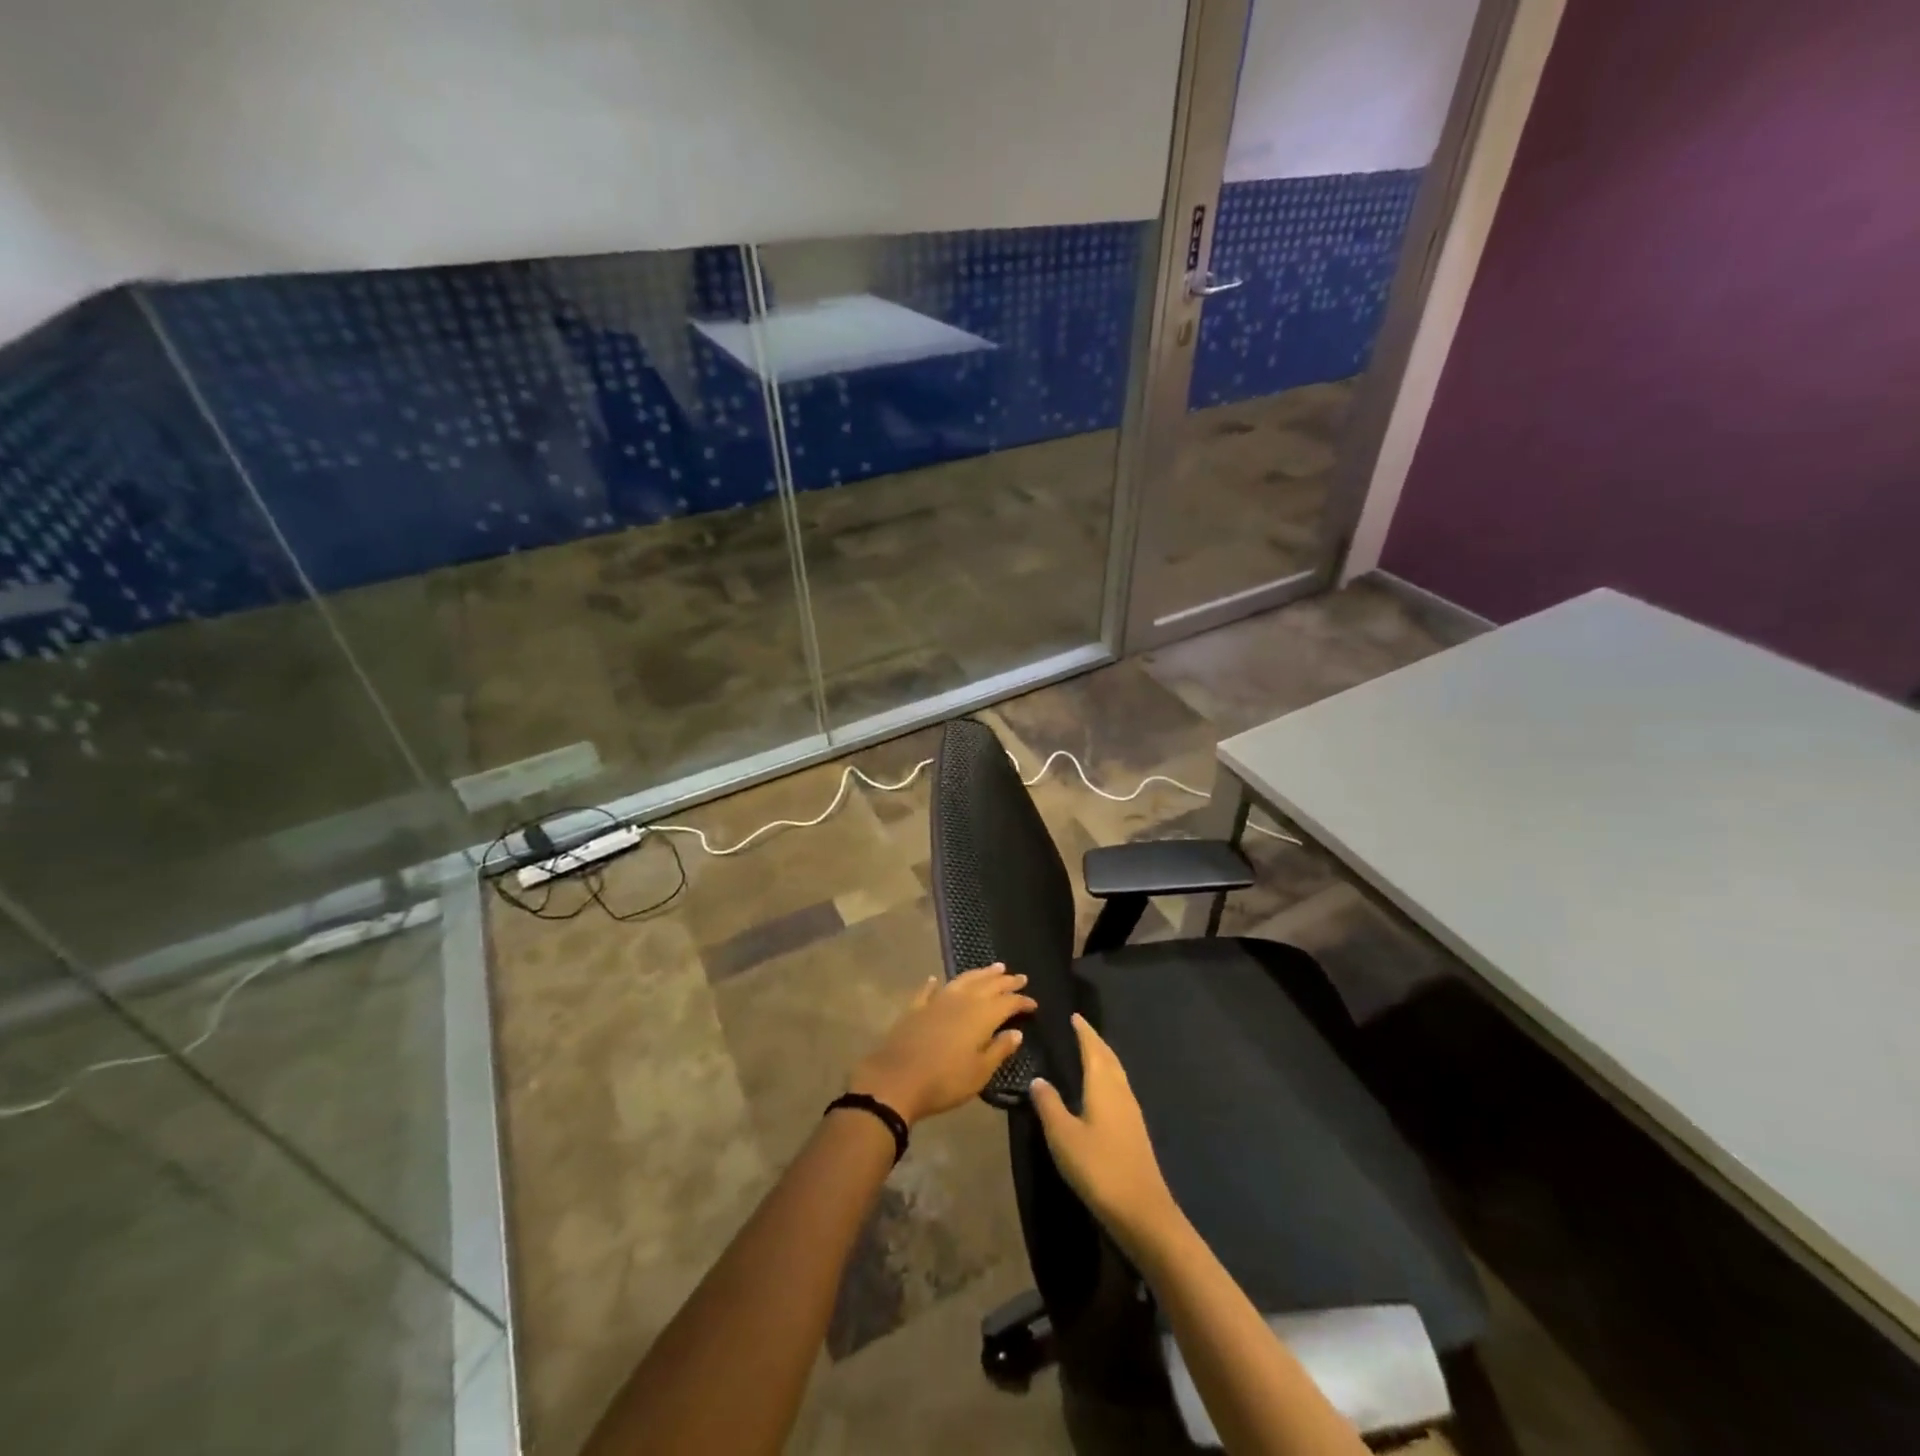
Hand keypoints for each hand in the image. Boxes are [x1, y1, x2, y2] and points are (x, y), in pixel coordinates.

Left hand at [848, 964, 1035, 1127]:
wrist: (897, 1080)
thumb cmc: (945, 1080)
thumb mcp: (980, 1072)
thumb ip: (1000, 1049)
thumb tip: (1017, 1032)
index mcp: (981, 1015)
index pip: (1007, 1002)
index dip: (1022, 1001)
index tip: (1034, 1003)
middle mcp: (961, 1000)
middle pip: (988, 985)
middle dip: (1005, 981)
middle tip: (1019, 977)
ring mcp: (937, 1001)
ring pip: (963, 980)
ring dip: (980, 973)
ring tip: (994, 967)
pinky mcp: (916, 1008)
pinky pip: (928, 991)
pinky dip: (934, 984)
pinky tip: (935, 979)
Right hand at [1029, 1013, 1181, 1254]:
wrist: (1142, 1210)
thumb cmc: (1098, 1166)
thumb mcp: (1063, 1136)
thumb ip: (1049, 1105)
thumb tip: (1038, 1079)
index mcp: (1103, 1085)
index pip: (1093, 1049)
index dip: (1084, 1032)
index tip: (1075, 1016)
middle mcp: (1121, 1091)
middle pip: (1109, 1057)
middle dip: (1095, 1041)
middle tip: (1081, 1030)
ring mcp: (1131, 1111)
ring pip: (1117, 1073)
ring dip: (1104, 1058)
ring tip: (1089, 1052)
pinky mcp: (1135, 1130)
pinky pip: (1120, 1088)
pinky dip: (1109, 1077)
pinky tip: (1102, 1090)